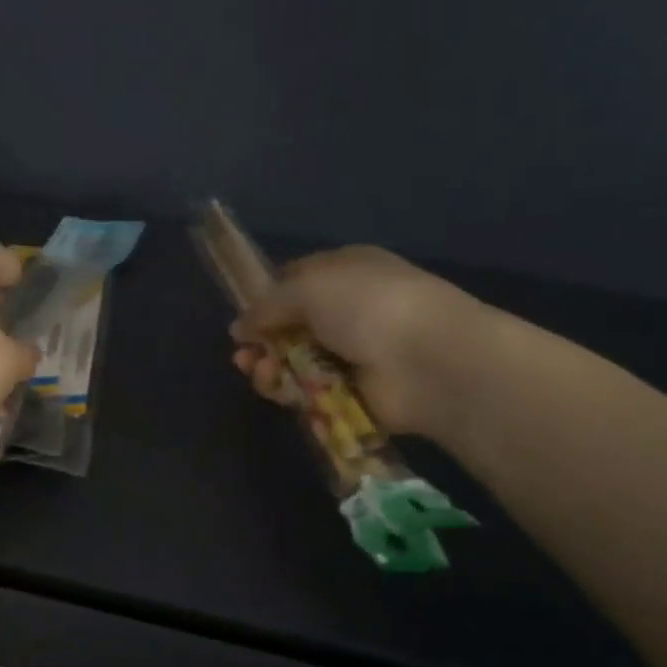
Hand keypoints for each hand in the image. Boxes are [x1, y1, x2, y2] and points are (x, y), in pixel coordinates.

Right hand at [230, 246, 484, 437]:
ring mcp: (350, 354)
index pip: (295, 281)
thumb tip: (239, 327)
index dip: (266, 298)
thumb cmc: (367, 306)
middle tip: (244, 354)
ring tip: (258, 371)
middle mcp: (348, 311)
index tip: (244, 317)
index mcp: (345, 272)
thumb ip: (266, 305)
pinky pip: (306, 392)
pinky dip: (286, 391)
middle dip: (261, 340)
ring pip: (292, 362)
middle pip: (289, 327)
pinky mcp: (349, 394)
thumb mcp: (307, 288)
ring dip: (268, 366)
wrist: (427, 361)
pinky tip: (276, 388)